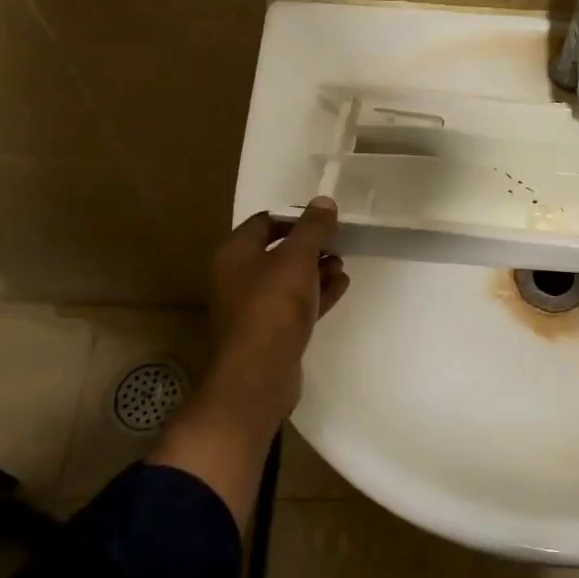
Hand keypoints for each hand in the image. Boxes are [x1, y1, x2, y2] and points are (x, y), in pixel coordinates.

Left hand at [150, 200, 348, 526]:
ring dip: (316, 270)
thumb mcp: (297, 259)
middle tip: (339, 242)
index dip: (296, 217)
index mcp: (235, 253)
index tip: (326, 220)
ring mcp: (252, 307)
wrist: (257, 376)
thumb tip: (324, 201)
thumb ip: (313, 228)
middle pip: (277, 251)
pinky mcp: (269, 332)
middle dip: (310, 245)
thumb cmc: (273, 308)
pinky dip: (316, 294)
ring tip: (343, 264)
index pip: (266, 221)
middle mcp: (237, 277)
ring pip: (288, 279)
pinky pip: (295, 305)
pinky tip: (341, 286)